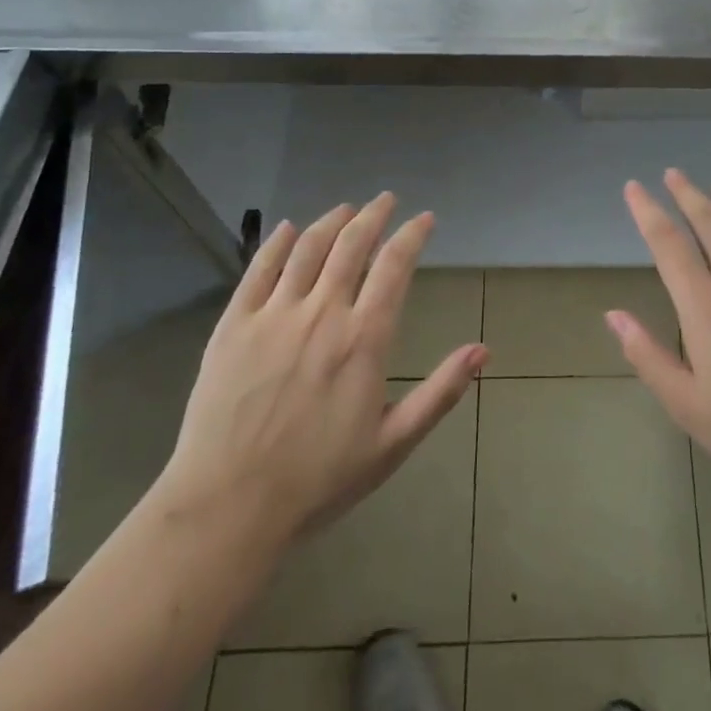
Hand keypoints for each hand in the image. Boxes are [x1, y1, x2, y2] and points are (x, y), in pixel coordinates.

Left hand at [154, 193, 486, 563]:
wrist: (227, 510)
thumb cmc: (317, 481)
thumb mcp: (392, 443)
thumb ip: (440, 392)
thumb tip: (483, 350)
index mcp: (363, 338)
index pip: (395, 266)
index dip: (412, 235)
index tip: (425, 219)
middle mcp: (322, 313)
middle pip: (352, 244)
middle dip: (374, 214)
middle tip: (386, 200)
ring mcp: (274, 315)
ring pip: (309, 248)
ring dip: (332, 220)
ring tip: (346, 209)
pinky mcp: (234, 324)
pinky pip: (259, 269)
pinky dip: (278, 242)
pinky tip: (289, 228)